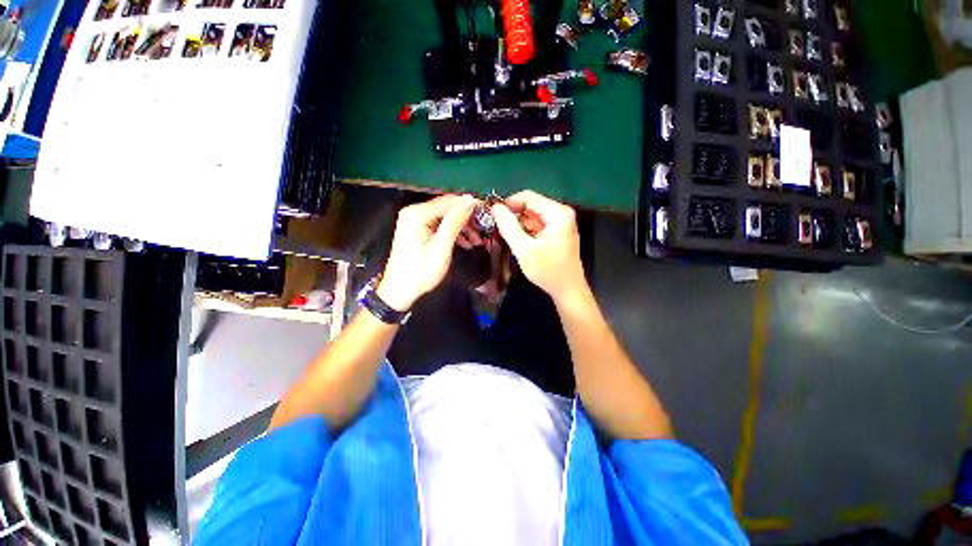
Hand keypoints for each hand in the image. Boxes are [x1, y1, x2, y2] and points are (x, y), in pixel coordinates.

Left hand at [377, 194, 477, 311]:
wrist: (400, 290)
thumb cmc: (421, 271)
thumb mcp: (441, 248)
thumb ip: (455, 222)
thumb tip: (470, 200)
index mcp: (418, 214)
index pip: (449, 201)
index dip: (470, 205)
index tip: (487, 212)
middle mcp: (415, 211)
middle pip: (447, 207)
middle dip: (467, 218)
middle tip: (483, 230)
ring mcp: (415, 220)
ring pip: (446, 216)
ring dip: (462, 227)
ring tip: (477, 241)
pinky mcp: (418, 229)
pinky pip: (440, 224)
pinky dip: (453, 232)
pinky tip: (466, 243)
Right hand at [492, 190, 585, 301]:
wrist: (567, 290)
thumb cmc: (548, 270)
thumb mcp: (525, 249)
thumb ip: (509, 227)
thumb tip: (495, 208)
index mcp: (558, 213)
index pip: (528, 197)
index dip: (508, 203)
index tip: (492, 214)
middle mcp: (560, 213)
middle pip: (530, 205)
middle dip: (512, 214)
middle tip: (495, 225)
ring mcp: (559, 223)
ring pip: (531, 216)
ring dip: (517, 223)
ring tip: (501, 232)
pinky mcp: (555, 232)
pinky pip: (535, 225)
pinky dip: (524, 230)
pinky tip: (513, 238)